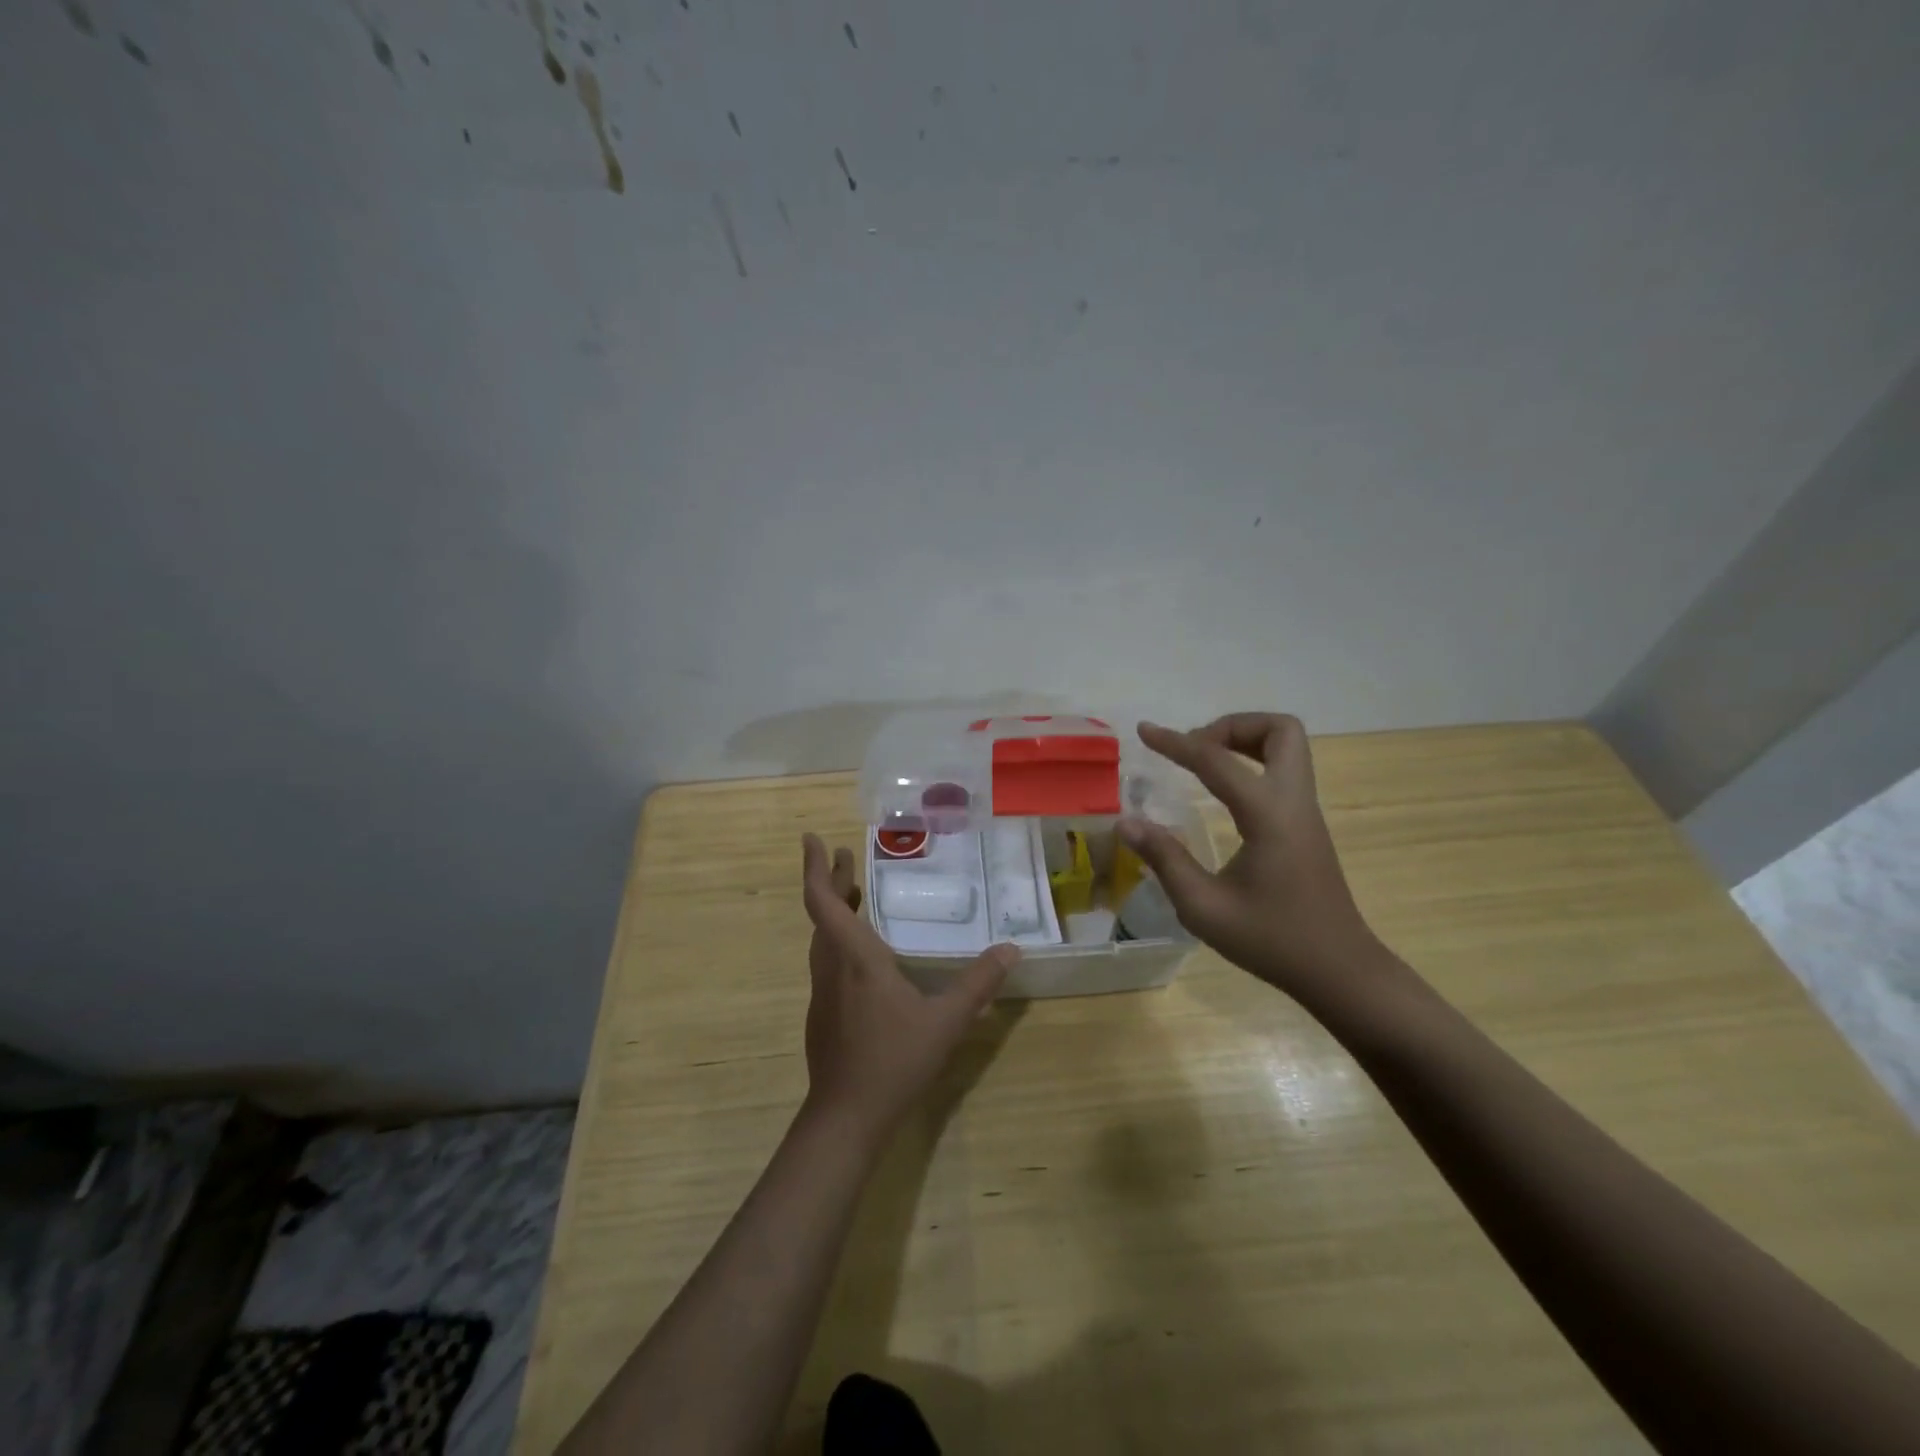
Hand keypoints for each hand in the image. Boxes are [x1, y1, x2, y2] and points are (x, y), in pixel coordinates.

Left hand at [799, 834, 1019, 1142]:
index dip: (816, 868)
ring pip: (822, 939)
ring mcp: (823, 993)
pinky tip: (863, 955)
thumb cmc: (894, 1060)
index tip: (811, 839)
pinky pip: (827, 962)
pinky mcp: (823, 1014)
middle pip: (822, 915)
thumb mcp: (946, 1021)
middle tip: (846, 855)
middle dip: (832, 881)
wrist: (846, 1117)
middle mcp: (832, 968)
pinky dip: (838, 939)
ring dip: (833, 911)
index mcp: (855, 959)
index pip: (823, 902)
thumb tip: (1011, 950)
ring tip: (854, 895)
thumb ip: (978, 984)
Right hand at [1118, 714, 1383, 999]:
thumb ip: (1164, 858)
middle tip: (1195, 749)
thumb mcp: (1204, 907)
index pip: (1217, 761)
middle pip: (1279, 730)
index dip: (1176, 743)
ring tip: (1203, 764)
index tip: (1144, 731)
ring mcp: (1305, 812)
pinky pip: (1284, 771)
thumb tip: (1126, 822)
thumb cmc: (1271, 940)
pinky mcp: (1307, 825)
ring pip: (1288, 746)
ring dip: (1245, 741)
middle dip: (1232, 726)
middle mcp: (1293, 801)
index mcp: (1268, 815)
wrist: (1339, 970)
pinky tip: (1222, 793)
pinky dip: (1252, 763)